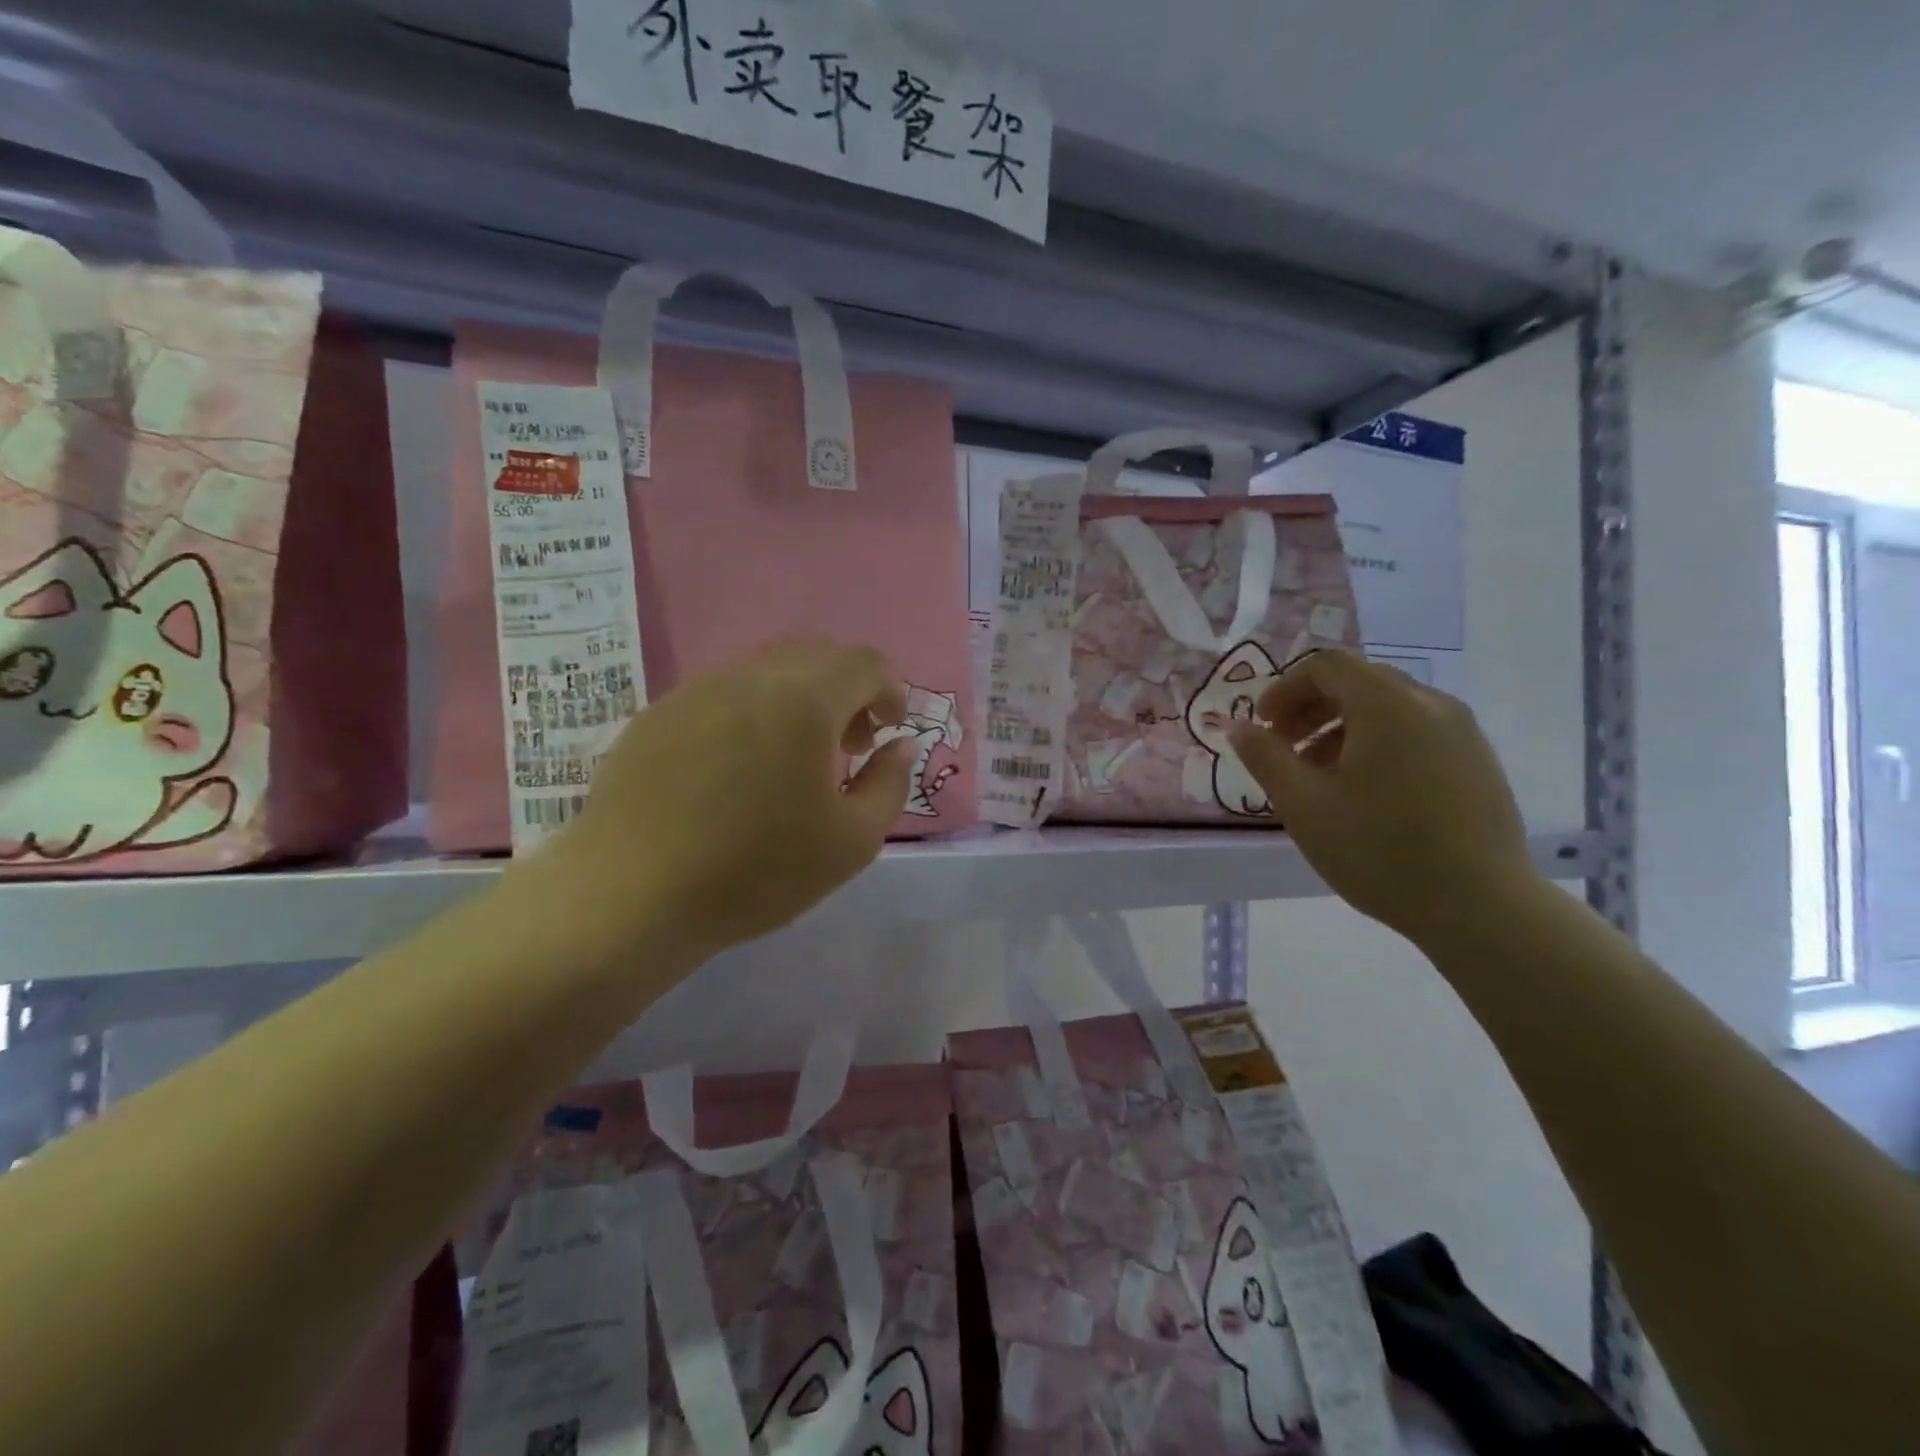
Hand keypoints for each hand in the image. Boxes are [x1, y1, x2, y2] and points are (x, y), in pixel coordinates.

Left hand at [529, 635, 914, 963]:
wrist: (630, 894)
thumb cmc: (755, 870)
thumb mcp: (851, 842)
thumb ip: (889, 784)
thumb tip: (899, 745)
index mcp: (803, 700)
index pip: (864, 662)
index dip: (890, 689)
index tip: (890, 729)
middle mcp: (750, 677)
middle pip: (816, 652)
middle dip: (847, 688)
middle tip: (849, 743)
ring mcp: (696, 690)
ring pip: (766, 668)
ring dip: (799, 696)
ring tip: (795, 757)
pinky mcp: (657, 713)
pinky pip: (723, 691)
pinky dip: (753, 711)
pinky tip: (739, 767)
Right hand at [1228, 649, 1538, 942]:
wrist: (1480, 907)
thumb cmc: (1378, 850)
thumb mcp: (1302, 804)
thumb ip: (1264, 756)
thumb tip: (1236, 725)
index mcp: (1386, 704)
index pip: (1326, 665)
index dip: (1285, 689)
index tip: (1263, 726)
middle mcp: (1430, 703)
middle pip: (1359, 682)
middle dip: (1311, 708)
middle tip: (1285, 750)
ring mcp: (1462, 732)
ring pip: (1389, 708)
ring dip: (1343, 728)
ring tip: (1320, 777)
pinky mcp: (1479, 762)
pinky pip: (1417, 732)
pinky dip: (1379, 744)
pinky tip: (1366, 794)